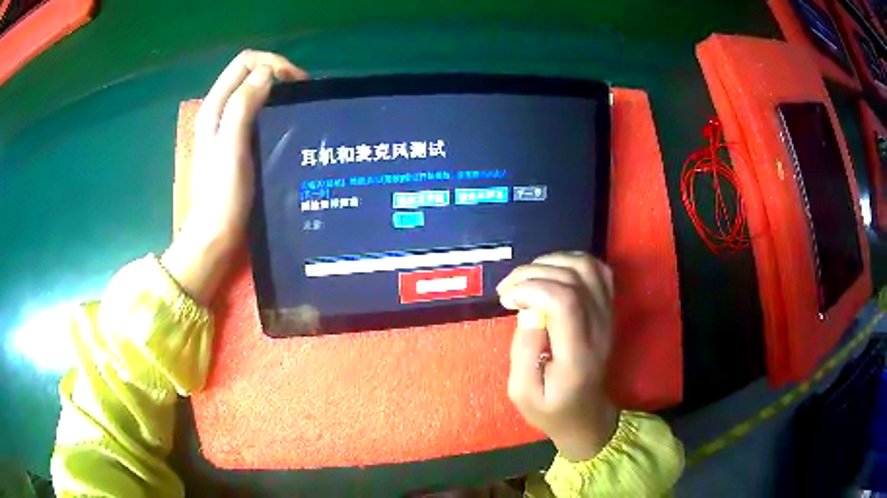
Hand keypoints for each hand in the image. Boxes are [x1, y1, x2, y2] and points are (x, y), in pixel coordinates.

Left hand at [162, 50, 307, 303]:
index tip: (295, 82)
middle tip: (302, 94)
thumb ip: (243, 106)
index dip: (272, 63)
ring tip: (299, 106)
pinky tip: (287, 124)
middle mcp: (219, 111)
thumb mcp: (231, 148)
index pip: (245, 62)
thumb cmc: (222, 195)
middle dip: (277, 73)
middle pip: (250, 73)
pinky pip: (257, 112)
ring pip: (254, 92)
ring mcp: (227, 128)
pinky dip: (274, 109)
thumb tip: (267, 73)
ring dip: (277, 91)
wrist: (214, 236)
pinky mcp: (236, 143)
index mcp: (215, 107)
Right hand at [497, 252, 618, 461]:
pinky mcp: (608, 309)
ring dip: (552, 262)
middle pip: (574, 278)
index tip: (506, 299)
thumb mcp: (522, 393)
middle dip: (533, 274)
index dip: (532, 288)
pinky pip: (598, 271)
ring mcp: (607, 316)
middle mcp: (598, 329)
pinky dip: (571, 261)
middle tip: (507, 290)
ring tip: (527, 279)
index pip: (565, 301)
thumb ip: (523, 351)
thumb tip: (527, 309)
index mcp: (577, 355)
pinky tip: (550, 273)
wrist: (586, 414)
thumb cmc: (552, 408)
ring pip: (587, 267)